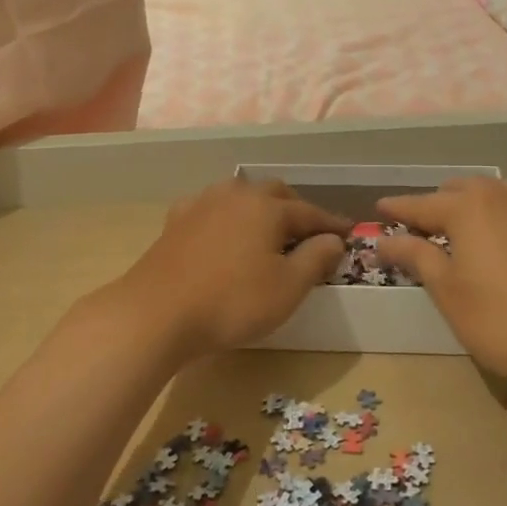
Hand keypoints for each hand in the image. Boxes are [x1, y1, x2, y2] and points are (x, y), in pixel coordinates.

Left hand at [115, 178, 350, 358]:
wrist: (157, 312)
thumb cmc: (232, 301)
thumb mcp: (287, 287)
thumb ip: (316, 258)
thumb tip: (334, 239)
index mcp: (267, 207)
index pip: (310, 212)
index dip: (332, 224)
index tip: (349, 233)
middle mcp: (236, 195)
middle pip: (275, 194)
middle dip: (297, 209)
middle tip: (310, 231)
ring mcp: (202, 204)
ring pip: (241, 195)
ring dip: (261, 207)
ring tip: (269, 227)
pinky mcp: (176, 220)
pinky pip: (212, 207)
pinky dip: (227, 215)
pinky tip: (224, 229)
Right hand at [376, 177, 506, 392]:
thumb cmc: (500, 319)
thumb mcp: (447, 291)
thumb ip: (416, 257)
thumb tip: (384, 240)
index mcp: (469, 208)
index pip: (422, 204)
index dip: (398, 208)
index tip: (379, 208)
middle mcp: (503, 197)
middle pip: (461, 190)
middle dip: (437, 203)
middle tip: (418, 225)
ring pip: (496, 194)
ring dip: (474, 204)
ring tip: (462, 226)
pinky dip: (504, 216)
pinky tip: (506, 238)